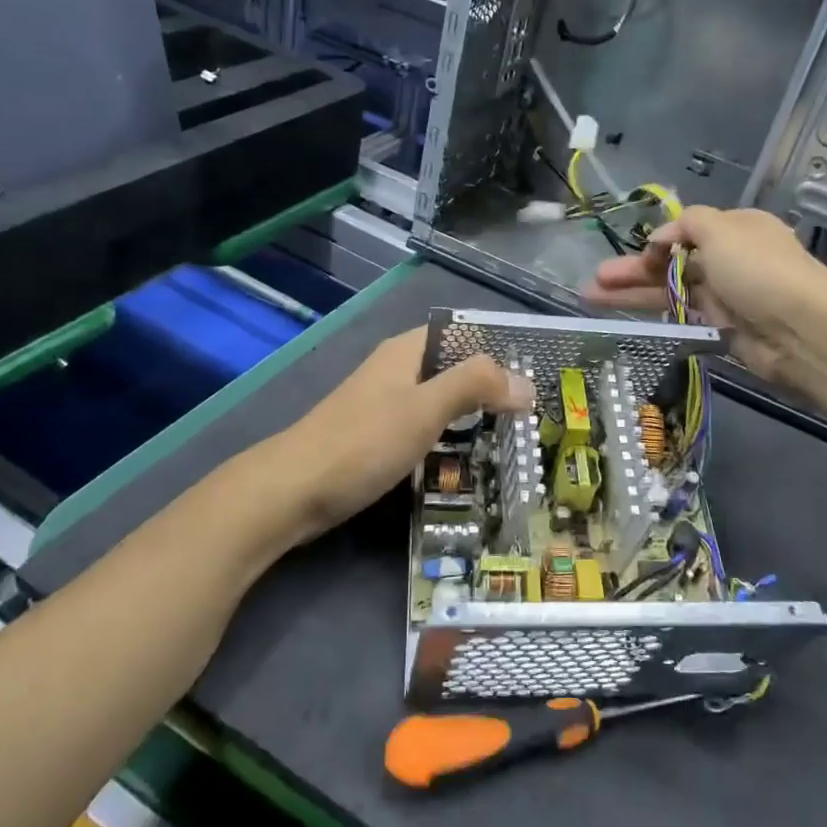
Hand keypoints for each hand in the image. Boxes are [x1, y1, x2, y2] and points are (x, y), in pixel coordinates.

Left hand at [277, 328, 532, 539]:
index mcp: (406, 351)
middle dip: (490, 390)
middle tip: (531, 419)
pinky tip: (467, 462)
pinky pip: (424, 429)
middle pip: (454, 370)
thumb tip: (527, 383)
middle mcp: (396, 371)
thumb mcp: (425, 408)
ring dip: (471, 418)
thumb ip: (476, 386)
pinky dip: (448, 440)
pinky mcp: (377, 438)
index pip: (463, 335)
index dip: (498, 353)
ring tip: (511, 442)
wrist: (292, 490)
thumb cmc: (363, 442)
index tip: (535, 381)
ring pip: (440, 402)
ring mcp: (384, 406)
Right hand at [584, 206, 826, 392]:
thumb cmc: (759, 270)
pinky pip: (684, 318)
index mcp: (735, 229)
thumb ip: (686, 224)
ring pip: (671, 292)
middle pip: (672, 263)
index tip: (638, 254)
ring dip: (634, 294)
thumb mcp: (720, 228)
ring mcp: (728, 297)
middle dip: (632, 270)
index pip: (687, 231)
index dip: (657, 241)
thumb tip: (662, 238)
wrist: (803, 330)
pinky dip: (658, 316)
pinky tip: (629, 320)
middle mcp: (731, 260)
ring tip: (592, 298)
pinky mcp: (724, 330)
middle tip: (595, 281)